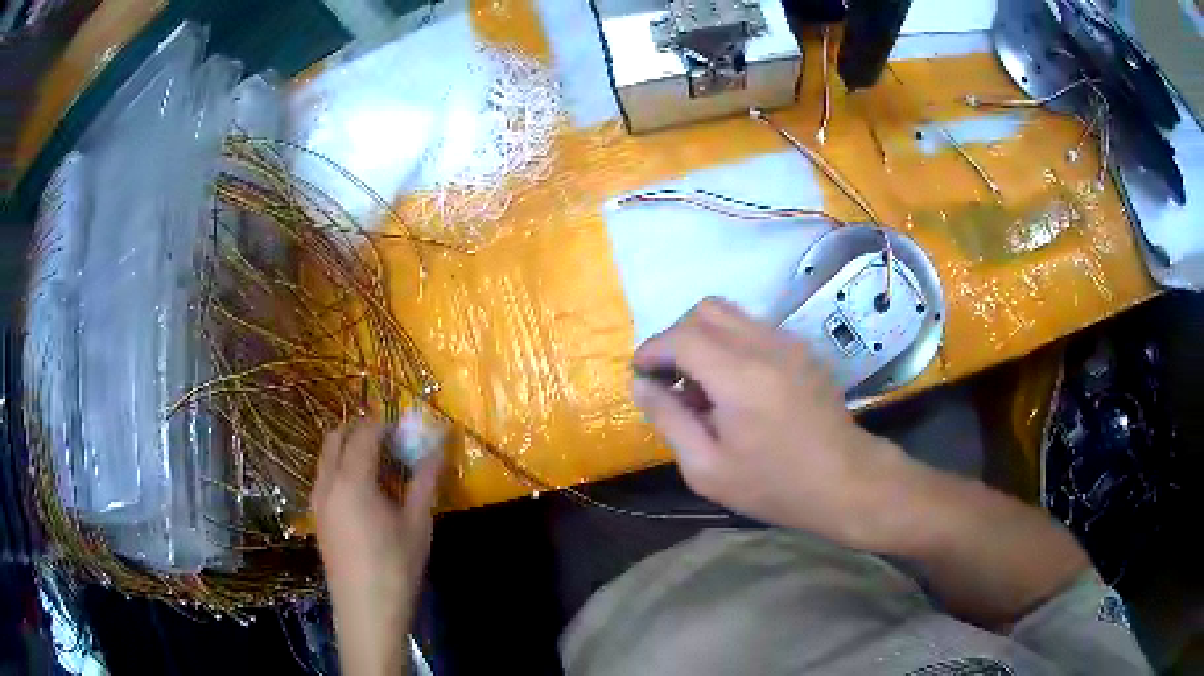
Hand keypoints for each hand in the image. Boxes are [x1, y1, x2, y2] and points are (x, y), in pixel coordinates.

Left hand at [312, 417, 442, 675]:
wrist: (366, 612)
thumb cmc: (396, 568)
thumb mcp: (417, 524)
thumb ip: (425, 480)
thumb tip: (438, 446)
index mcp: (352, 481)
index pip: (364, 433)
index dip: (385, 424)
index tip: (407, 429)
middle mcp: (327, 482)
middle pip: (337, 436)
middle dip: (362, 430)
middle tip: (392, 442)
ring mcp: (317, 500)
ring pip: (327, 456)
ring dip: (350, 448)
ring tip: (382, 467)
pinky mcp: (317, 516)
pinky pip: (325, 476)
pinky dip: (342, 467)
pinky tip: (366, 493)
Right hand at [632, 298, 908, 546]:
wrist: (846, 481)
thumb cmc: (774, 485)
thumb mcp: (708, 469)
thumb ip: (669, 420)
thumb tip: (642, 385)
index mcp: (738, 376)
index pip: (681, 337)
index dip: (652, 349)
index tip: (640, 372)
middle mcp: (764, 345)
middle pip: (706, 311)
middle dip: (677, 337)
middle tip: (672, 379)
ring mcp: (789, 343)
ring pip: (732, 315)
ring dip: (705, 339)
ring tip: (704, 387)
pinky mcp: (803, 350)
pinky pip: (756, 329)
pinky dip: (732, 344)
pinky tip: (737, 388)